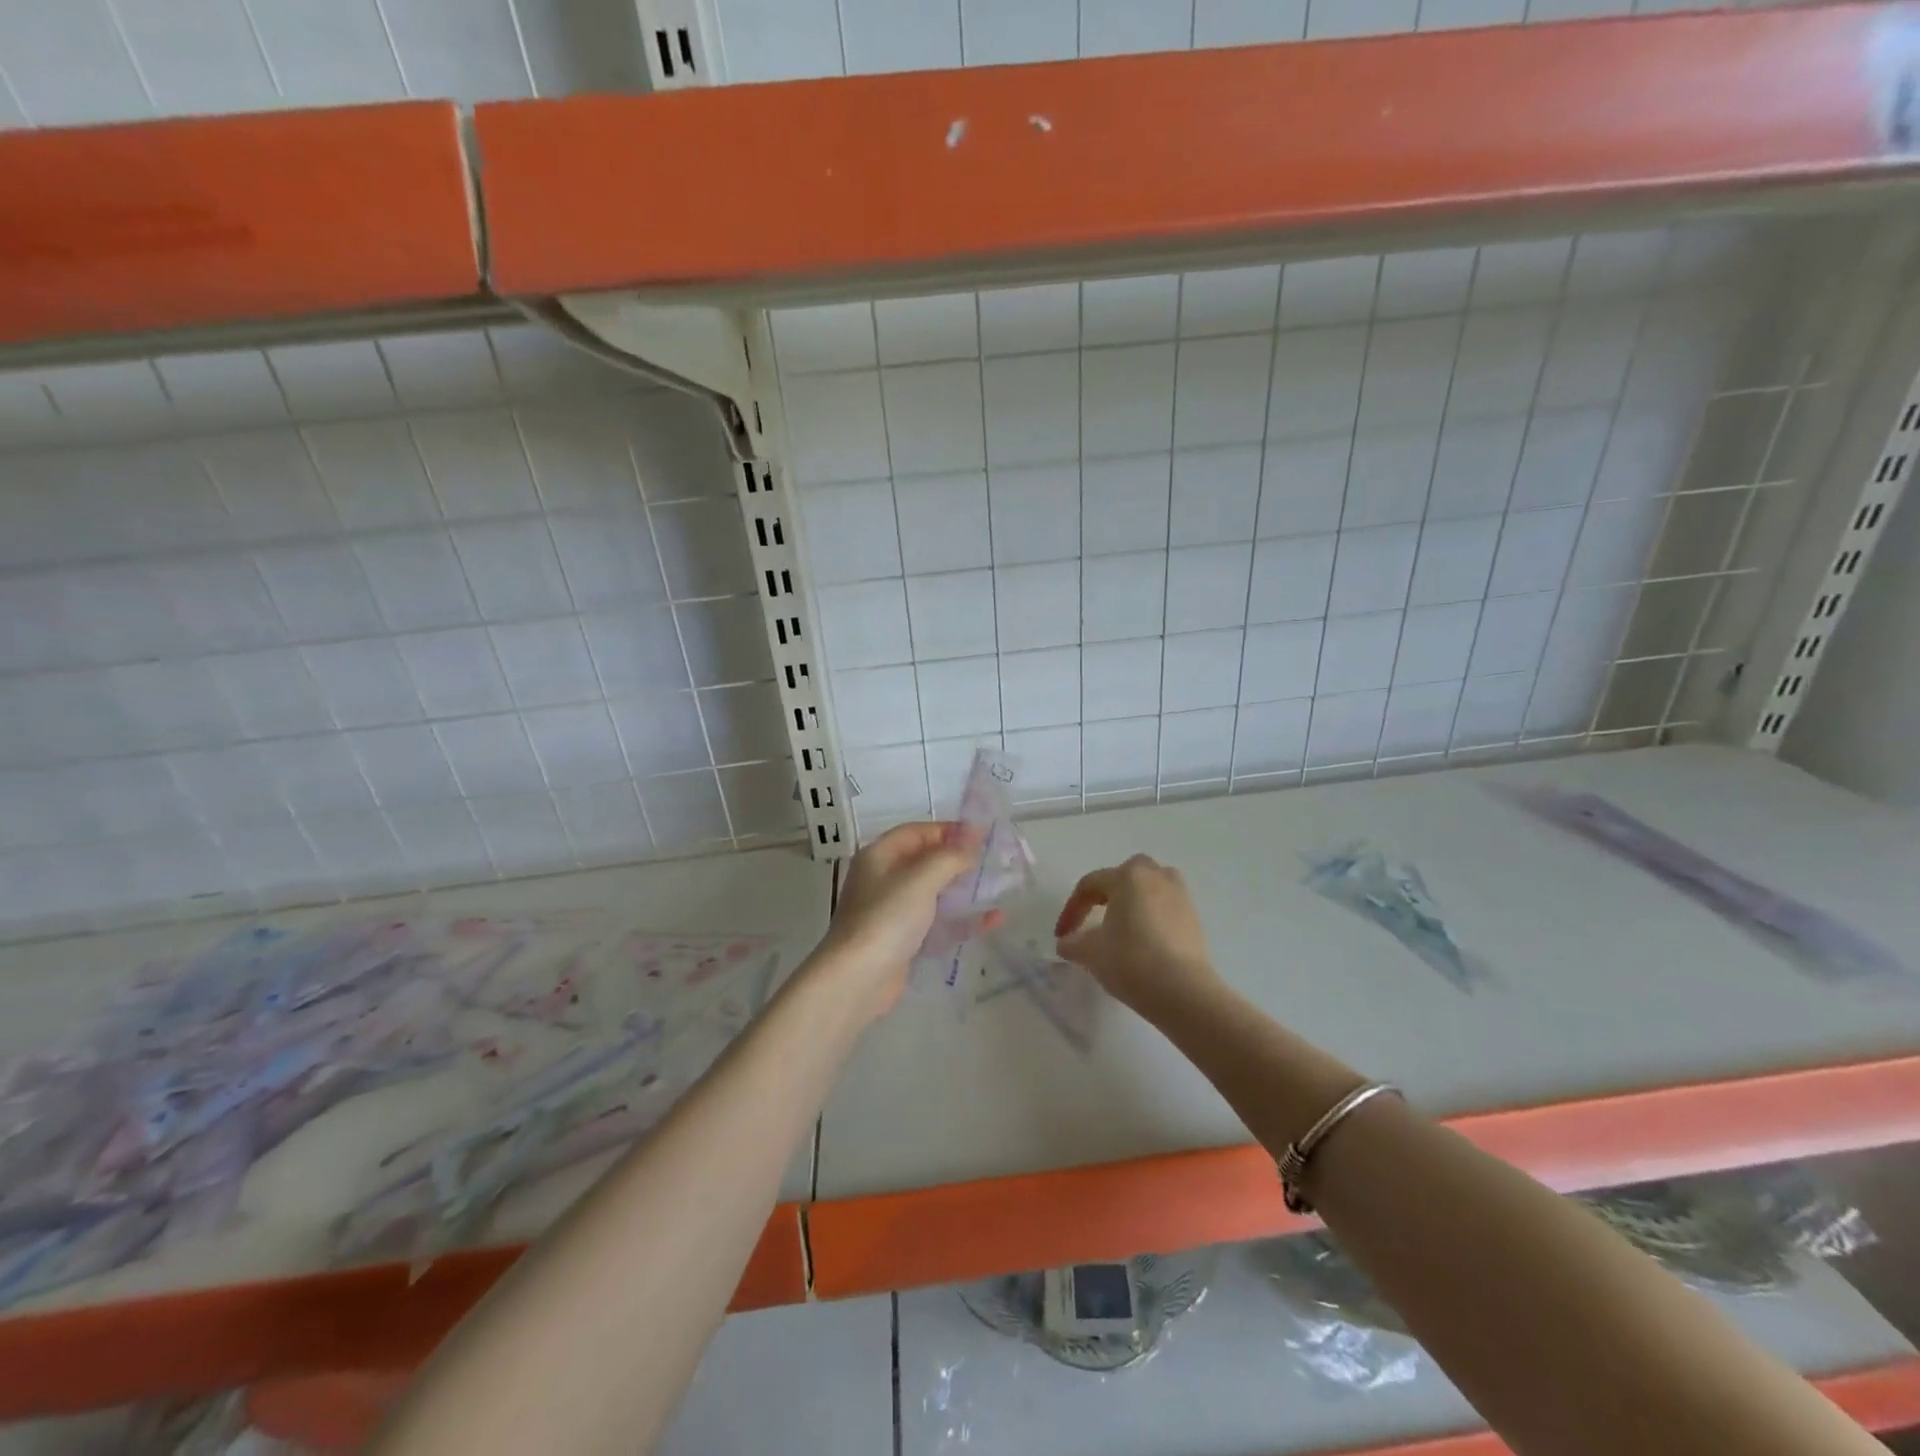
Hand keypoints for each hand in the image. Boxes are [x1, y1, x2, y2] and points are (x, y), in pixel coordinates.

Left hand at [809, 822, 999, 1024]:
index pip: (918, 832)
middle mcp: (884, 879)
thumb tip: (972, 840)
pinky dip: (962, 919)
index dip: (949, 830)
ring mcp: (893, 912)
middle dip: (960, 860)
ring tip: (999, 887)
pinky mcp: (904, 940)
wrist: (858, 978)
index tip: (983, 835)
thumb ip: (950, 856)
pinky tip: (993, 920)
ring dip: (964, 889)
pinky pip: (938, 923)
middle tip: (995, 861)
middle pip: (926, 862)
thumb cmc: (887, 917)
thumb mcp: (921, 878)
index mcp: (880, 856)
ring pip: (935, 893)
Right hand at [1054, 854, 1222, 1021]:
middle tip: (1095, 918)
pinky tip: (1145, 941)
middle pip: (1125, 875)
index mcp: (1127, 877)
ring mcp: (1180, 895)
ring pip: (1151, 887)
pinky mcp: (1195, 918)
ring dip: (1134, 901)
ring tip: (1122, 926)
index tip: (1062, 936)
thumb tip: (1066, 942)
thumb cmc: (1131, 961)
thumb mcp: (1091, 953)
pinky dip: (1152, 916)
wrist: (1184, 991)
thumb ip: (1072, 943)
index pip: (1090, 885)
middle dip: (1107, 893)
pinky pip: (1166, 906)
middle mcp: (1156, 877)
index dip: (1072, 909)